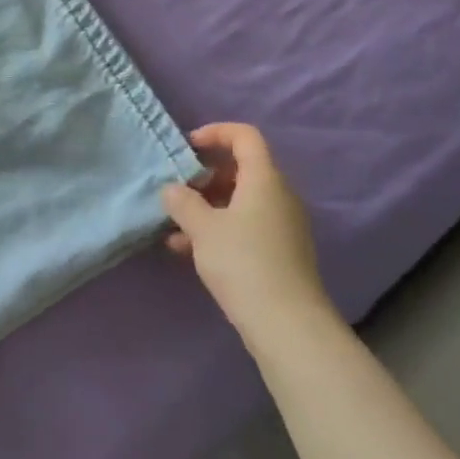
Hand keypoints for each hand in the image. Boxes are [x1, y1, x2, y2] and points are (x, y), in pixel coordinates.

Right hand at [160, 123, 333, 345]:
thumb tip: (172, 189)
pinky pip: (245, 227)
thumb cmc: (243, 262)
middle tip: (178, 189)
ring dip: (207, 206)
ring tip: (174, 225)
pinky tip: (186, 250)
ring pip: (240, 202)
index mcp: (265, 179)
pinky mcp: (279, 253)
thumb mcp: (202, 228)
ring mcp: (282, 226)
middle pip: (241, 169)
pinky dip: (218, 229)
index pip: (245, 136)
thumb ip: (182, 201)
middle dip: (205, 176)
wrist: (287, 325)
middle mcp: (278, 196)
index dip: (215, 133)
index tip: (187, 147)